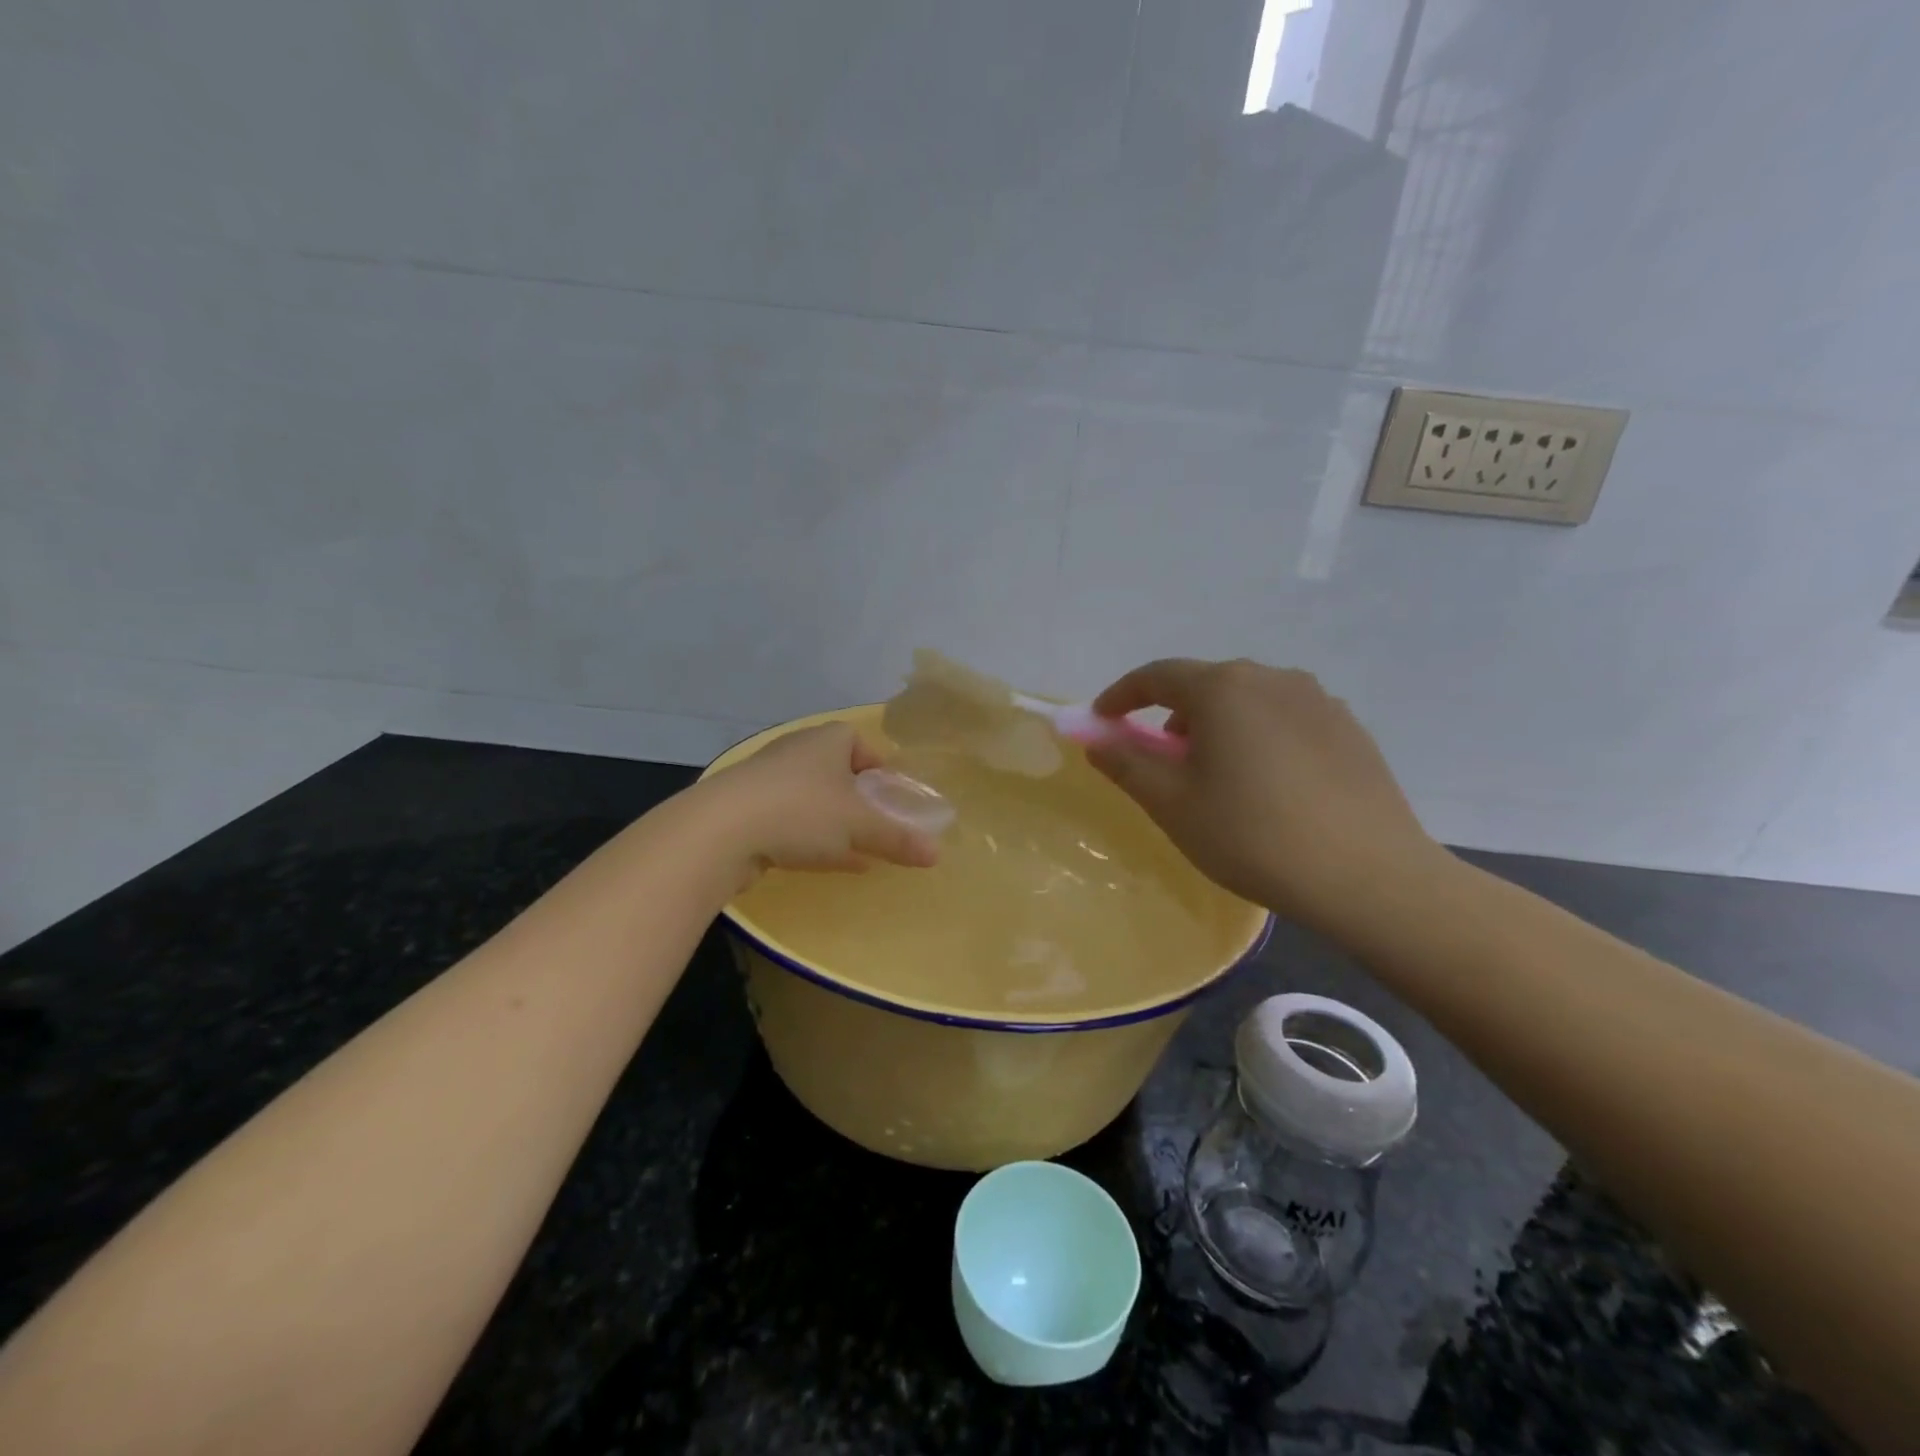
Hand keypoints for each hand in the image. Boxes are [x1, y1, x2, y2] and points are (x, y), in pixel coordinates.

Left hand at [693, 722, 942, 886]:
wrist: (720, 831)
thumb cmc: (802, 812)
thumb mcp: (859, 827)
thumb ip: (898, 839)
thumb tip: (937, 855)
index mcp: (828, 740)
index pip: (860, 742)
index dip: (879, 768)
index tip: (891, 798)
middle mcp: (797, 750)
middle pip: (836, 771)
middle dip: (857, 798)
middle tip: (875, 825)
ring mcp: (766, 778)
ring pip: (811, 797)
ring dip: (833, 820)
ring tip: (853, 850)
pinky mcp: (744, 807)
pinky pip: (787, 818)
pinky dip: (807, 836)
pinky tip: (820, 861)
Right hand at [1088, 659, 1444, 931]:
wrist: (1367, 876)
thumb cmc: (1252, 836)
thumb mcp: (1173, 804)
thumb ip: (1126, 764)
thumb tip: (1097, 740)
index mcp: (1222, 689)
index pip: (1156, 676)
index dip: (1121, 696)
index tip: (1102, 721)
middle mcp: (1271, 678)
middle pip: (1205, 685)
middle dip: (1172, 715)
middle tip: (1162, 759)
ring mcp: (1317, 699)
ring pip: (1248, 701)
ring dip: (1217, 726)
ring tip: (1217, 775)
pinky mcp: (1348, 727)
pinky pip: (1285, 719)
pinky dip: (1258, 737)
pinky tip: (1268, 785)